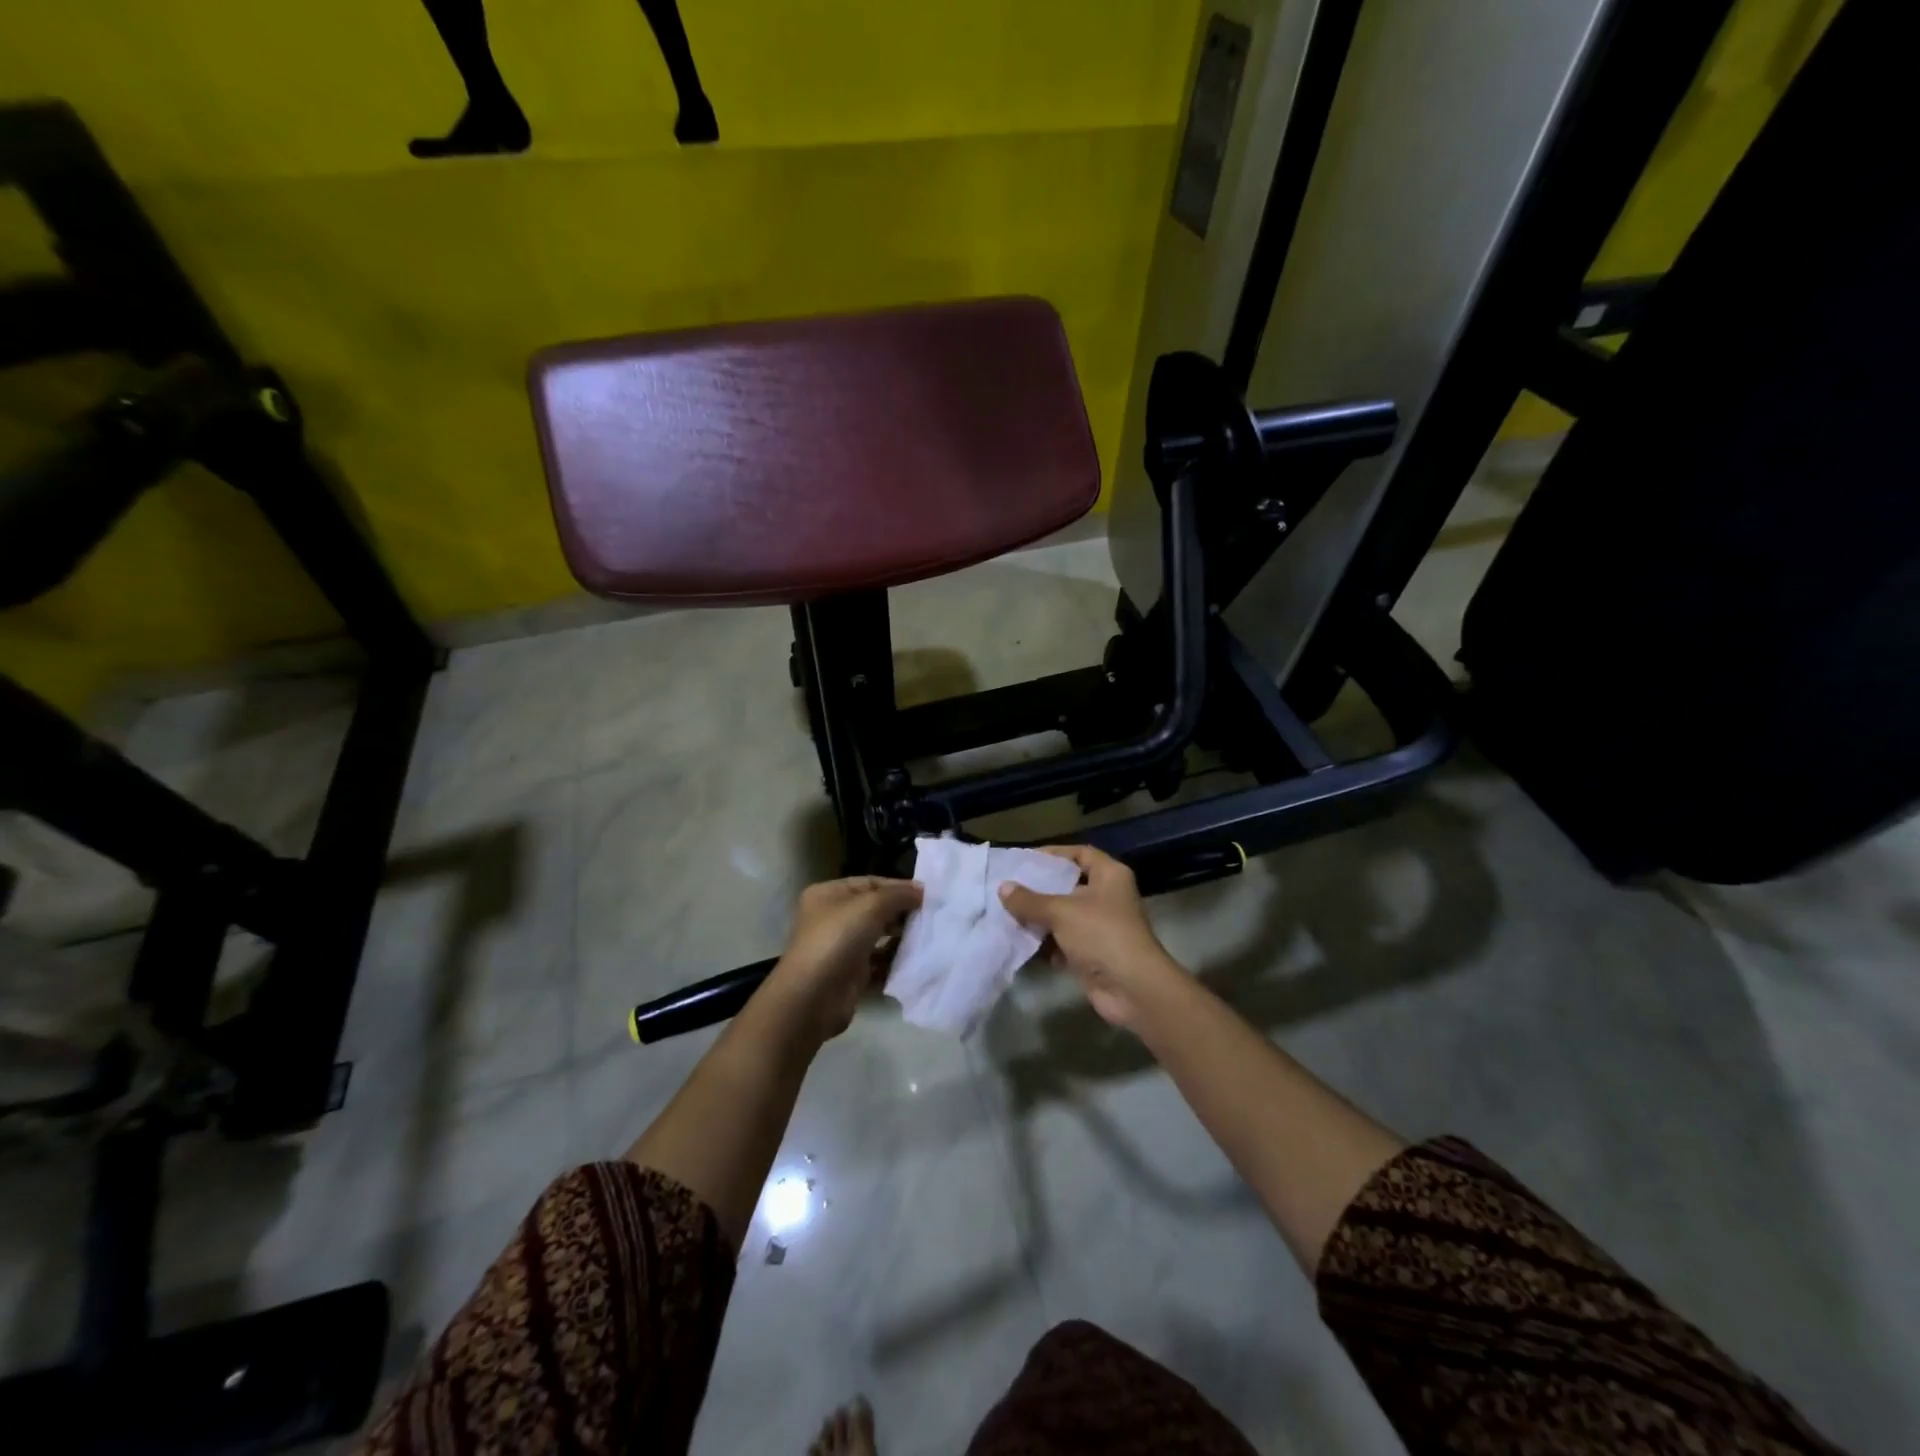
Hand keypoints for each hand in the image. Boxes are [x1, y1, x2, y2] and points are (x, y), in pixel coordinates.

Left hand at [766, 876, 922, 1040]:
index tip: (927, 894)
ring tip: (928, 936)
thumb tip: (921, 892)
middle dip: (901, 912)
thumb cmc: (837, 940)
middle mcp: (832, 918)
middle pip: (874, 909)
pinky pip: (879, 962)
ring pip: (878, 936)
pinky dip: (895, 961)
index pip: (869, 882)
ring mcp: (841, 947)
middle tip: (931, 916)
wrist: (813, 997)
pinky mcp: (850, 974)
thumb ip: (898, 895)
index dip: (898, 886)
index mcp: (828, 895)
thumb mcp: (870, 906)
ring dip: (901, 937)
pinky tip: (916, 960)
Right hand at [998, 845, 1187, 1029]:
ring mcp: (1101, 927)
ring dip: (1039, 918)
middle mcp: (1107, 897)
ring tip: (1006, 914)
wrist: (1132, 988)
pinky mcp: (1093, 953)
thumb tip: (1003, 887)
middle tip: (1008, 888)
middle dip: (1039, 889)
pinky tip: (1019, 942)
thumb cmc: (1101, 934)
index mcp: (1109, 875)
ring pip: (1063, 916)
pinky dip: (1045, 943)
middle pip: (1068, 885)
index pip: (1080, 853)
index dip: (1054, 854)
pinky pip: (1064, 942)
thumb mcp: (1061, 911)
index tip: (1025, 860)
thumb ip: (1030, 900)